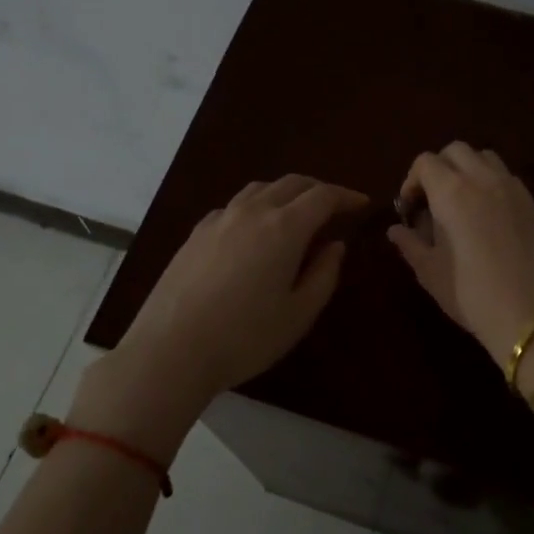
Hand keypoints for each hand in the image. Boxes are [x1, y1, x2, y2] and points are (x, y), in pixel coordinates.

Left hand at [76, 176, 365, 446]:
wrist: (170, 350)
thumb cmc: (244, 337)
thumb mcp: (298, 313)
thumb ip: (324, 274)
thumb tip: (334, 245)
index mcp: (284, 227)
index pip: (323, 196)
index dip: (346, 196)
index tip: (362, 204)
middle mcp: (252, 211)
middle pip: (292, 183)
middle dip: (319, 190)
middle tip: (335, 208)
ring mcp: (219, 219)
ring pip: (260, 189)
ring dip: (286, 193)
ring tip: (296, 214)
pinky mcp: (196, 233)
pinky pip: (235, 205)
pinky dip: (256, 207)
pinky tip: (254, 231)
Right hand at [388, 142, 533, 365]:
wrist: (529, 314)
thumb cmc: (470, 294)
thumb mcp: (430, 271)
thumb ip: (409, 243)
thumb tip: (395, 229)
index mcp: (451, 192)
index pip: (425, 162)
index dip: (412, 180)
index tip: (410, 208)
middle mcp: (482, 179)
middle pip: (455, 150)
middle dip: (439, 168)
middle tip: (433, 200)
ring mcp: (512, 188)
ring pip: (484, 157)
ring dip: (467, 169)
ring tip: (461, 201)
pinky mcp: (532, 202)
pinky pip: (507, 177)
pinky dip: (491, 183)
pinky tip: (487, 215)